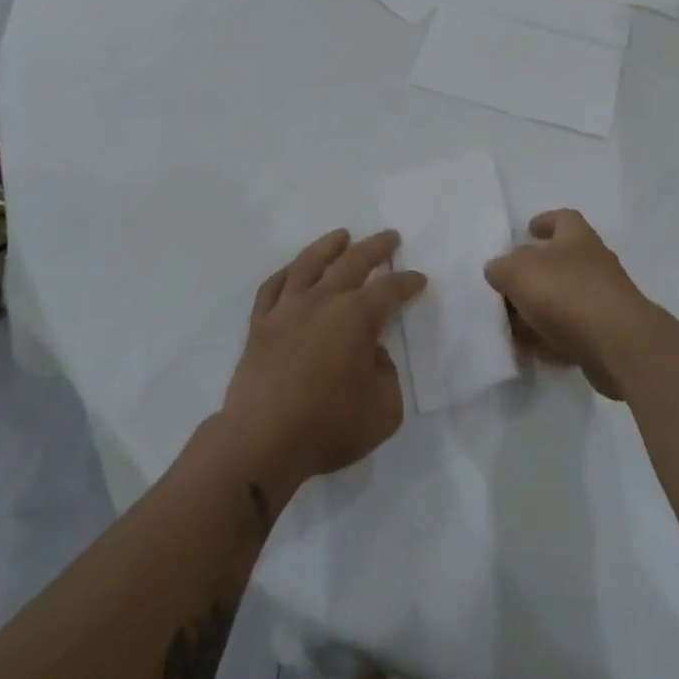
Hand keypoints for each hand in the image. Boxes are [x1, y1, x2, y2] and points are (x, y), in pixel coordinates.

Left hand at [219, 229, 425, 500]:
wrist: (261, 443)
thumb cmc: (328, 427)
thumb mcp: (384, 410)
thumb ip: (387, 375)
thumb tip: (371, 355)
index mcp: (357, 317)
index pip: (390, 289)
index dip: (407, 282)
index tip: (418, 279)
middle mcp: (323, 300)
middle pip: (353, 261)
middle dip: (376, 247)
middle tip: (390, 237)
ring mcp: (287, 309)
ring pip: (309, 263)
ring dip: (329, 246)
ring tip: (341, 235)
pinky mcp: (260, 325)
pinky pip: (272, 287)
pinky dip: (286, 273)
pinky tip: (293, 270)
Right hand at [485, 210, 653, 399]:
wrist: (618, 344)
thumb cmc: (566, 293)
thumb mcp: (518, 272)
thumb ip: (501, 268)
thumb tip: (498, 270)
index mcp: (577, 238)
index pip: (563, 219)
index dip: (545, 221)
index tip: (529, 229)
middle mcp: (593, 264)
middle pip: (558, 263)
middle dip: (532, 275)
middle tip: (507, 287)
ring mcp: (602, 300)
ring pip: (563, 301)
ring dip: (538, 311)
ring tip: (511, 325)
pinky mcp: (606, 335)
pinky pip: (571, 333)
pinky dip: (551, 339)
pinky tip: (531, 350)